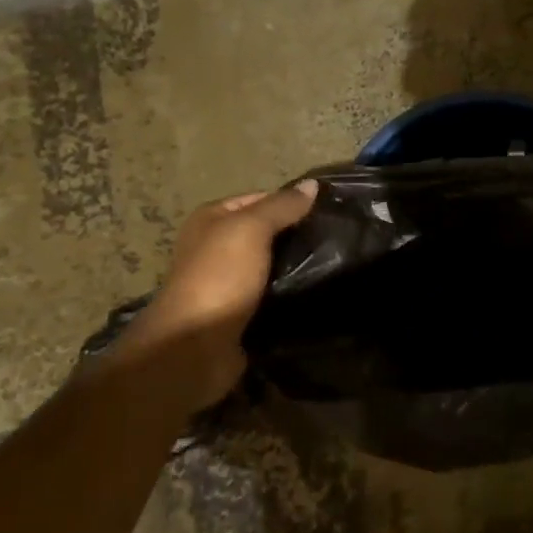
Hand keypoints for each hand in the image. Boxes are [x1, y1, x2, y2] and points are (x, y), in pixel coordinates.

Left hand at [117, 180, 318, 391]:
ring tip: (336, 265)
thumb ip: (281, 206)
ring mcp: (228, 283)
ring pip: (271, 266)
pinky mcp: (240, 314)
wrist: (195, 347)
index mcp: (211, 219)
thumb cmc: (219, 277)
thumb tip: (312, 185)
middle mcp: (216, 247)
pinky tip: (318, 293)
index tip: (329, 211)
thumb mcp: (251, 229)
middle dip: (297, 236)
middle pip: (266, 233)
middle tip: (337, 240)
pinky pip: (272, 296)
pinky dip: (291, 295)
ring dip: (297, 268)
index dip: (292, 202)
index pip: (260, 199)